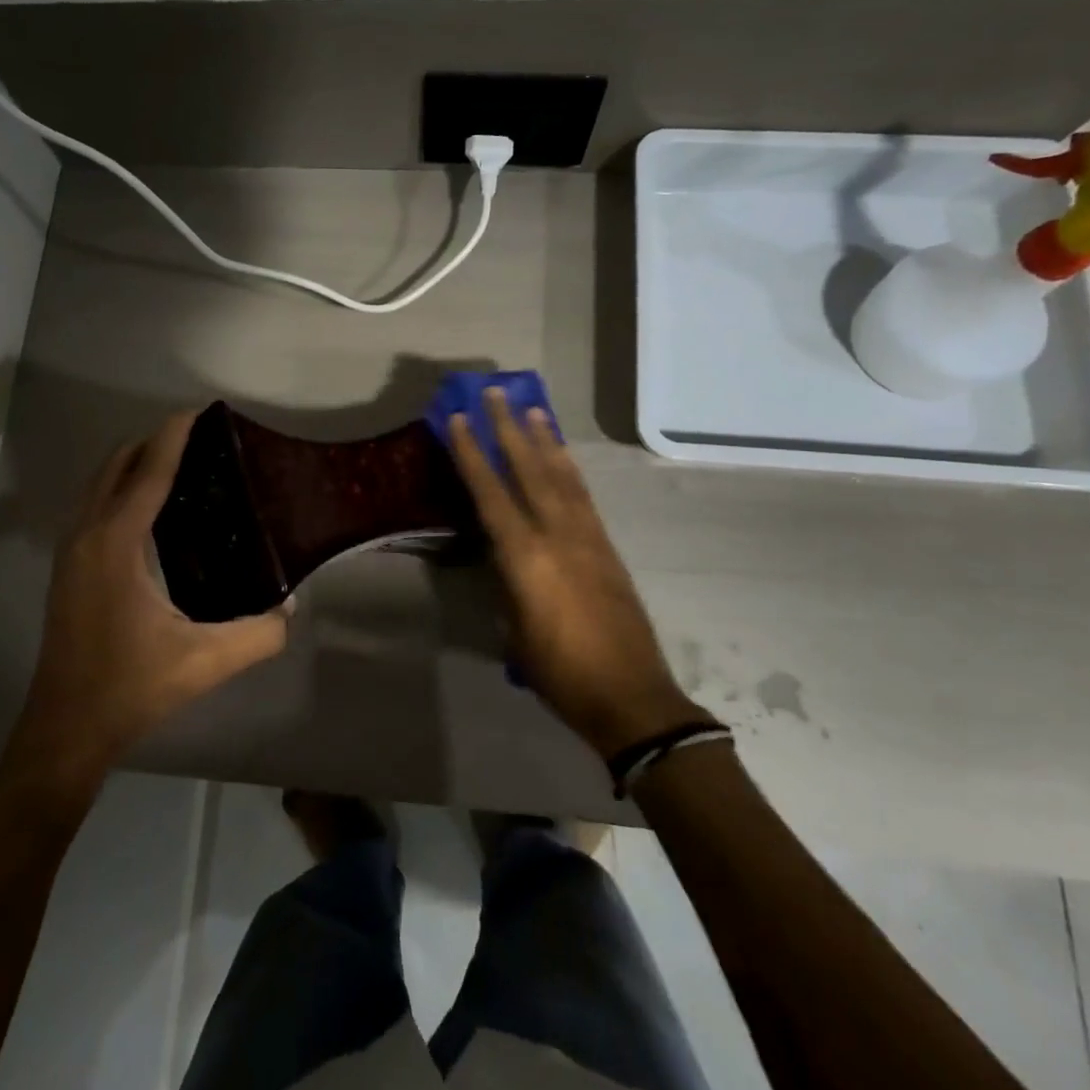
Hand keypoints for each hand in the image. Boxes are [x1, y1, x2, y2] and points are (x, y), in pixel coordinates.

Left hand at [10, 411, 291, 788]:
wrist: (65, 729)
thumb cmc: (130, 687)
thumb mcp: (205, 661)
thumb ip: (259, 633)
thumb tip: (291, 608)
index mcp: (116, 543)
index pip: (148, 471)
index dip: (174, 436)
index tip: (200, 411)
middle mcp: (87, 535)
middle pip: (117, 465)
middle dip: (153, 443)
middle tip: (199, 441)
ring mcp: (70, 552)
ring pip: (99, 485)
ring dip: (133, 465)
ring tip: (179, 467)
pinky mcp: (66, 570)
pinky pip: (94, 507)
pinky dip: (120, 490)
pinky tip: (151, 513)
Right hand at [447, 389, 701, 758]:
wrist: (632, 696)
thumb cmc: (560, 672)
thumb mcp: (515, 631)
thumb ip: (507, 584)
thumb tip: (503, 557)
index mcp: (526, 558)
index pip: (490, 494)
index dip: (471, 454)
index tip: (457, 420)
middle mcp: (557, 536)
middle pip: (529, 470)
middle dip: (508, 428)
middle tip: (496, 393)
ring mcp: (588, 538)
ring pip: (561, 476)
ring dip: (544, 440)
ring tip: (533, 409)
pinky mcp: (607, 547)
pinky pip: (583, 496)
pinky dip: (569, 469)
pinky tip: (562, 457)